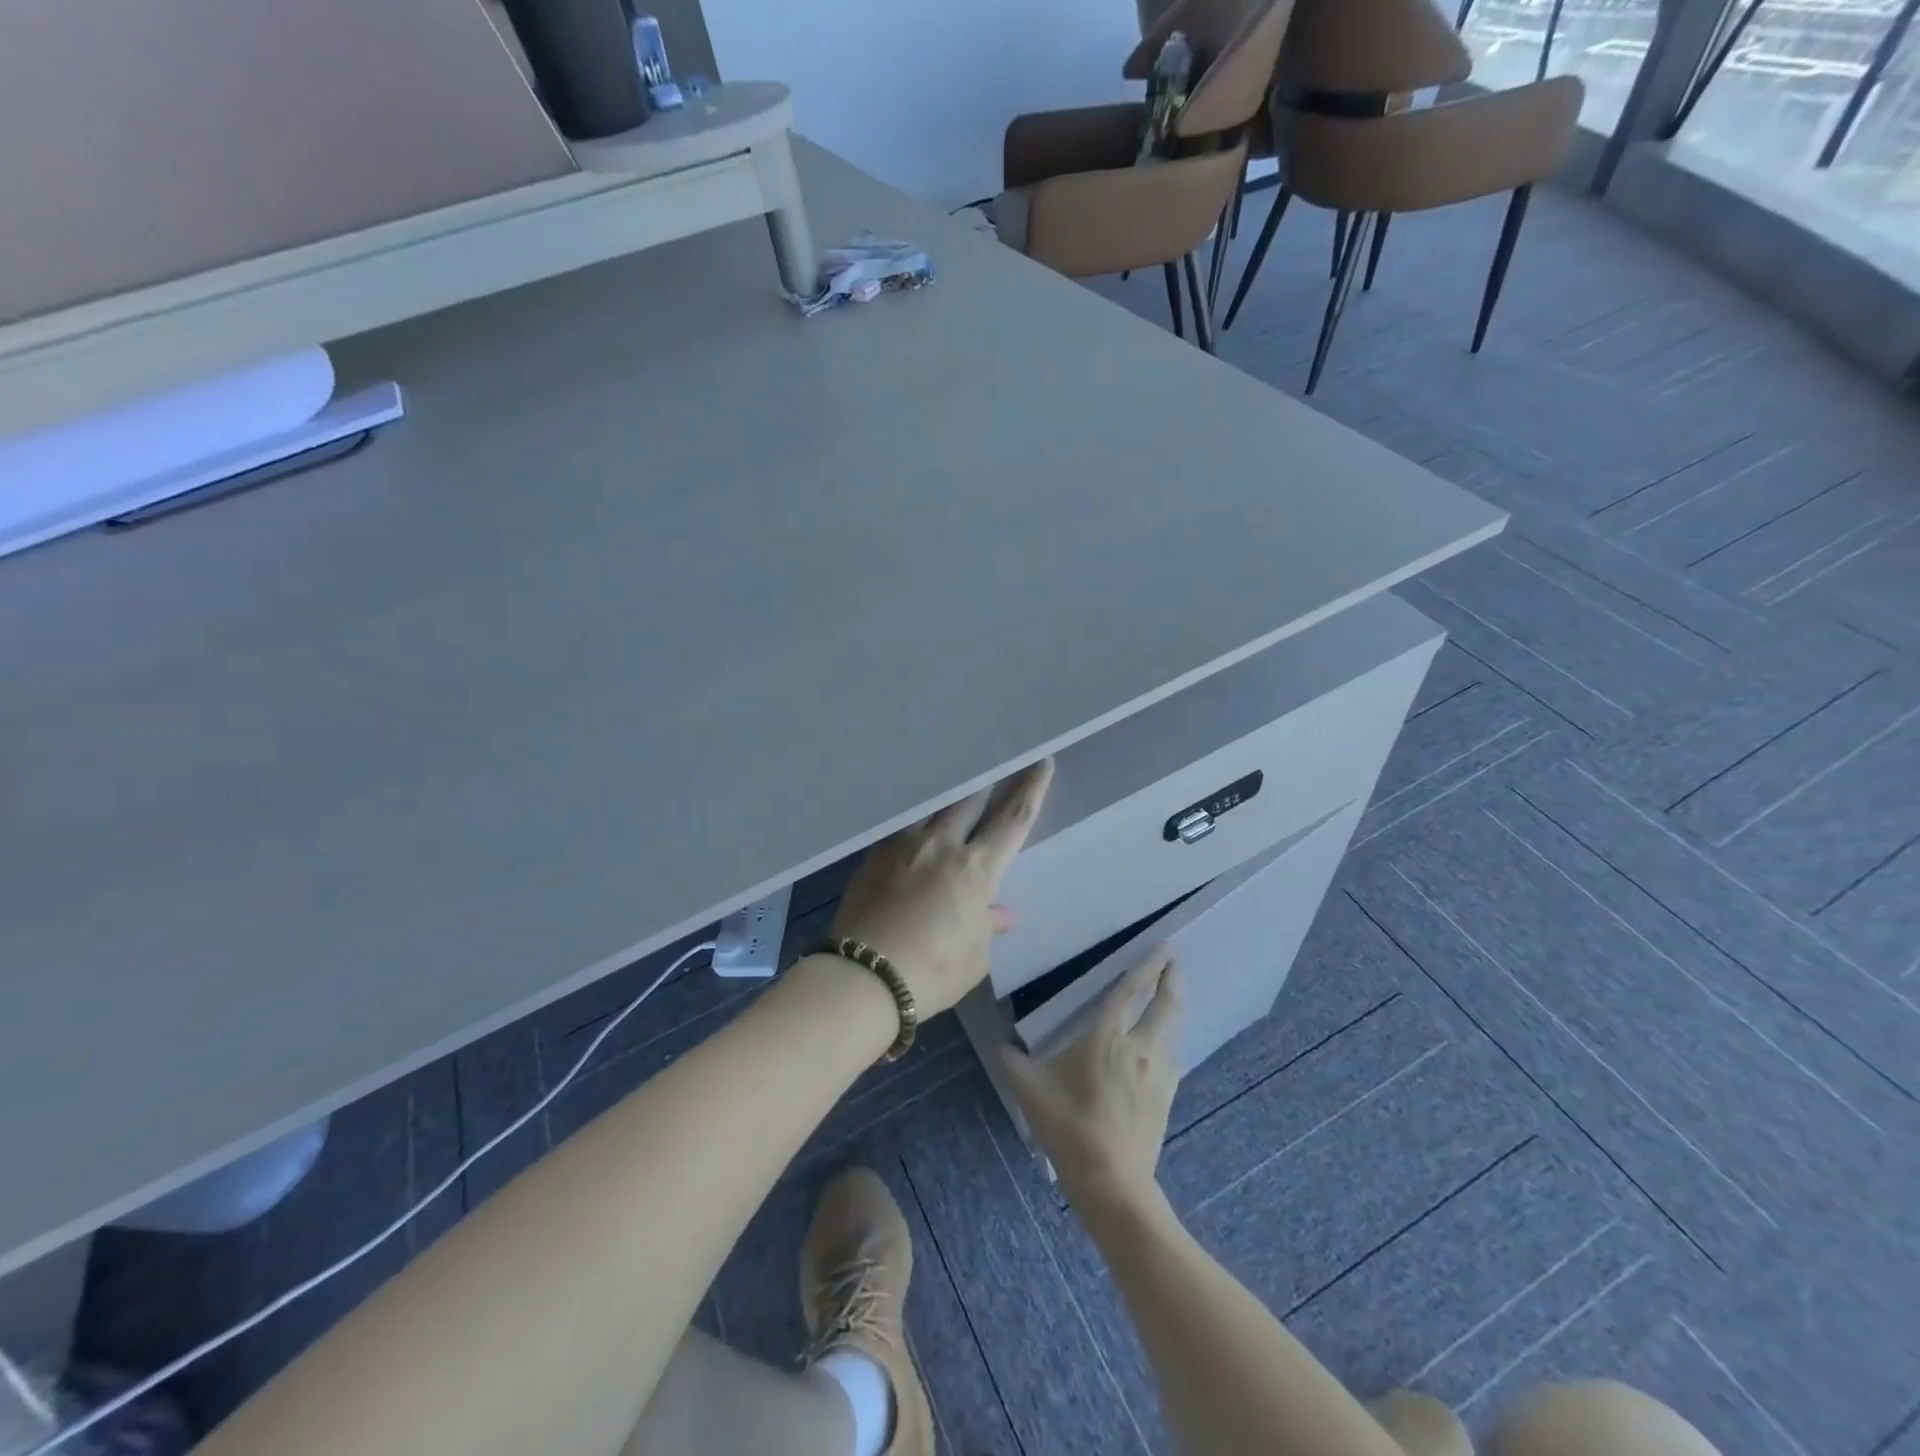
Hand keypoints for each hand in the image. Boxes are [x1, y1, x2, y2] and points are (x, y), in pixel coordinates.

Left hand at [830, 759, 1053, 1015]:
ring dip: (951, 795)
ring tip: (956, 784)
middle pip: (972, 799)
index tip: (1042, 763)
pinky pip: (902, 825)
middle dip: (991, 780)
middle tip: (1000, 762)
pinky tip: (915, 821)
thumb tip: (1001, 913)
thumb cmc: (931, 972)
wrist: (863, 976)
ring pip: (933, 806)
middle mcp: (941, 845)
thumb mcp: (973, 956)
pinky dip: (917, 819)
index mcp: (976, 868)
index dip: (1032, 789)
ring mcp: (904, 845)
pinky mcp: (874, 854)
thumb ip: (987, 926)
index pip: (1013, 819)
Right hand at [999, 948, 1182, 1206]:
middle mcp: (1140, 1047)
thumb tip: (1000, 1045)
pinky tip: (1164, 1044)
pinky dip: (1170, 1037)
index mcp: (1107, 1036)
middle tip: (1174, 961)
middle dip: (1172, 978)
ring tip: (1171, 995)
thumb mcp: (1029, 1089)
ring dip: (1174, 1007)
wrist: (1111, 1181)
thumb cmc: (1068, 1126)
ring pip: (1173, 1029)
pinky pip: (1172, 1054)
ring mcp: (1158, 1072)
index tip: (1162, 947)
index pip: (1131, 991)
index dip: (1147, 966)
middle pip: (1165, 1004)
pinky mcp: (1166, 1096)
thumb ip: (1011, 1061)